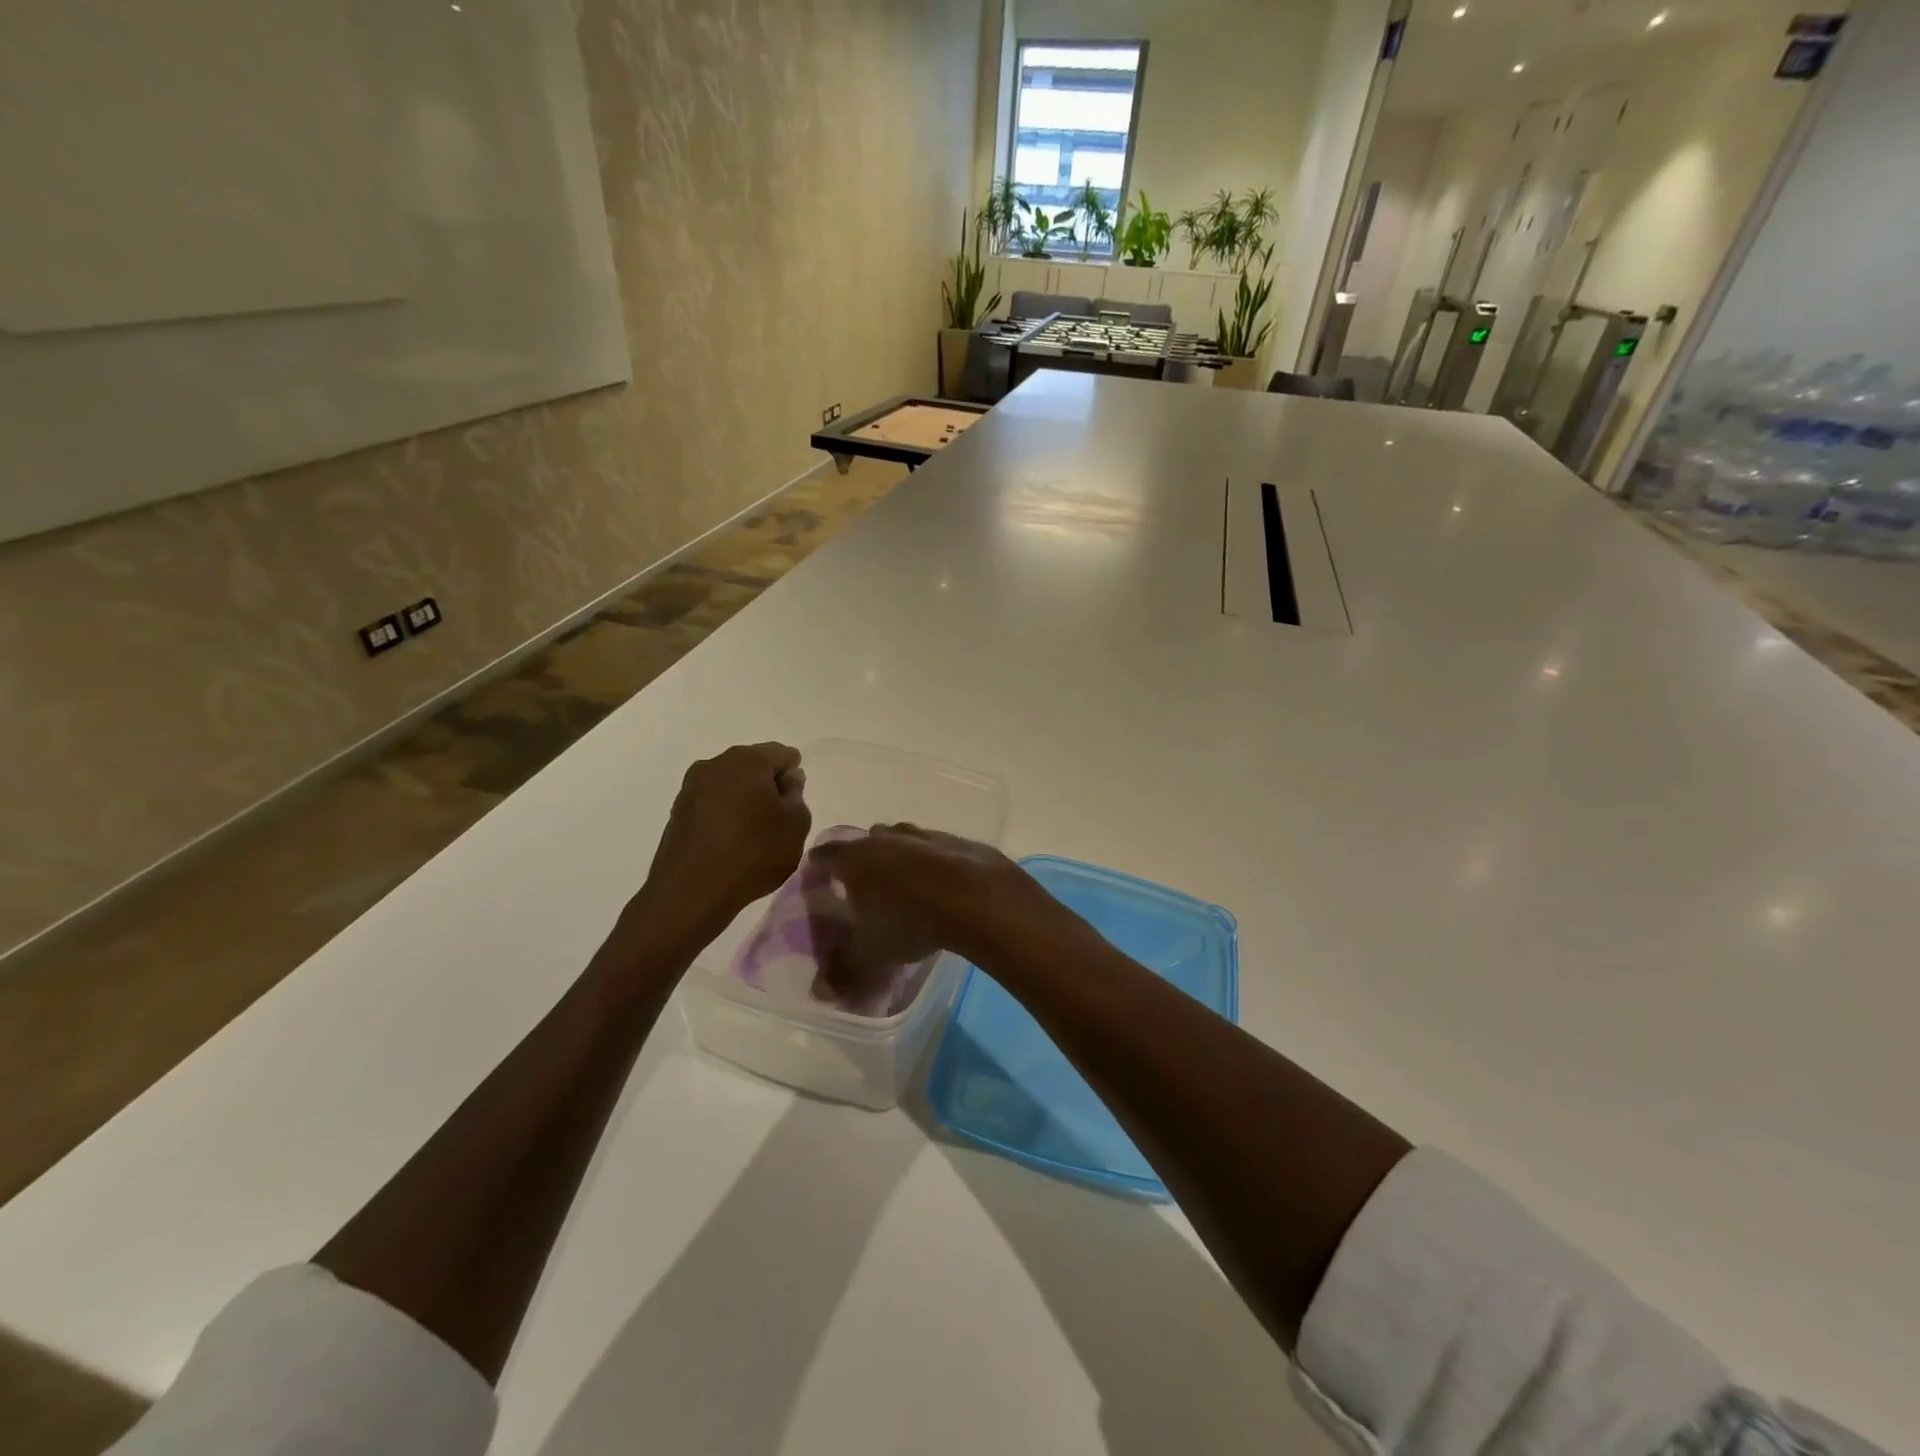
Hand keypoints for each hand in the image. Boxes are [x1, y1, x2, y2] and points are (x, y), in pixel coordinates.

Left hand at [639, 743, 810, 935]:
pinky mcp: (678, 809)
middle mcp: (716, 763)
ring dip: (745, 798)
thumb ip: (797, 796)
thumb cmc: (753, 854)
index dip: (794, 775)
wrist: (691, 893)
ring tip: (754, 831)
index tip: (795, 803)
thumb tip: (787, 781)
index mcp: (748, 760)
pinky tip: (731, 839)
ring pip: (730, 782)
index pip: (782, 753)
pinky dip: (725, 811)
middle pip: (753, 764)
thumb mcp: (795, 826)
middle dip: (768, 784)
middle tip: (779, 817)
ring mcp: (692, 786)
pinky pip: (712, 801)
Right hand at [807, 824, 1075, 1001]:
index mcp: (856, 858)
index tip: (817, 878)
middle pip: (864, 841)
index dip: (818, 866)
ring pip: (900, 838)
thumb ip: (843, 971)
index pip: (825, 855)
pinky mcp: (955, 840)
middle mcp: (886, 838)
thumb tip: (820, 992)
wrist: (976, 898)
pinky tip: (938, 883)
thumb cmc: (910, 922)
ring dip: (896, 854)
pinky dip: (929, 860)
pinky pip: (933, 847)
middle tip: (860, 886)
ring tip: (900, 883)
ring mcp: (922, 835)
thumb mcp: (871, 955)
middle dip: (860, 859)